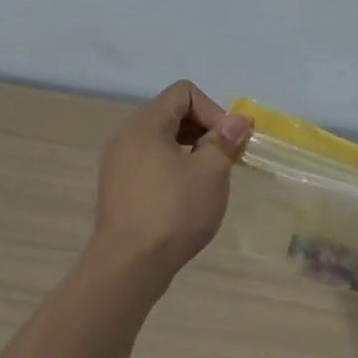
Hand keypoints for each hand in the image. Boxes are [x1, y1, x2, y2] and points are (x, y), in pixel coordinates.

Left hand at [89, 81, 251, 280]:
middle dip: (205, 129)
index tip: (227, 141)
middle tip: (225, 159)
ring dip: (192, 150)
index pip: (184, 92)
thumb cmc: (174, 211)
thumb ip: (225, 140)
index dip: (213, 109)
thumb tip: (239, 120)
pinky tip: (188, 196)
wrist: (129, 265)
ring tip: (209, 178)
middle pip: (172, 113)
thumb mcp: (211, 172)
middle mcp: (126, 136)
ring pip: (162, 140)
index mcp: (145, 124)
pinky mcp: (118, 188)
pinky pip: (151, 162)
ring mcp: (118, 164)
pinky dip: (174, 167)